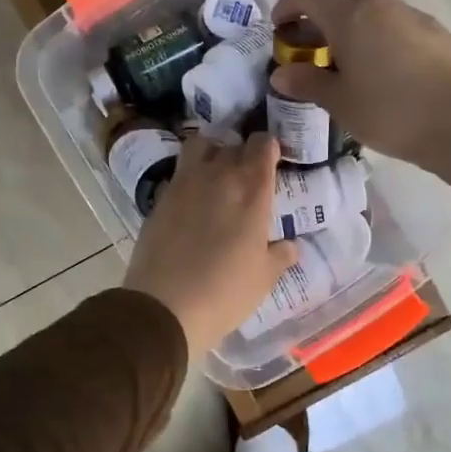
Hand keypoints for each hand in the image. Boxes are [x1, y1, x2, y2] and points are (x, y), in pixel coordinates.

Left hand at [122, 132, 300, 362]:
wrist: (165, 307)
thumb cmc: (225, 293)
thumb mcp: (264, 278)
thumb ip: (280, 255)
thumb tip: (289, 245)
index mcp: (252, 191)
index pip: (264, 145)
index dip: (269, 148)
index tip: (271, 161)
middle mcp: (219, 176)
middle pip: (234, 145)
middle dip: (243, 153)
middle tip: (246, 175)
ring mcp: (185, 183)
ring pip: (200, 145)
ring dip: (212, 152)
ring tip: (216, 174)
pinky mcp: (161, 197)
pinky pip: (179, 171)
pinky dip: (189, 175)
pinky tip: (193, 200)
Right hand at [271, 0, 450, 188]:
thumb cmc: (390, 113)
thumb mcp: (340, 103)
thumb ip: (309, 83)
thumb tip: (281, 75)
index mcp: (351, 18)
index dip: (287, 2)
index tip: (281, 27)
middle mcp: (381, 6)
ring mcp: (412, 16)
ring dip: (352, 8)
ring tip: (342, 50)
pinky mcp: (435, 34)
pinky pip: (397, 23)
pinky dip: (378, 31)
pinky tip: (378, 67)